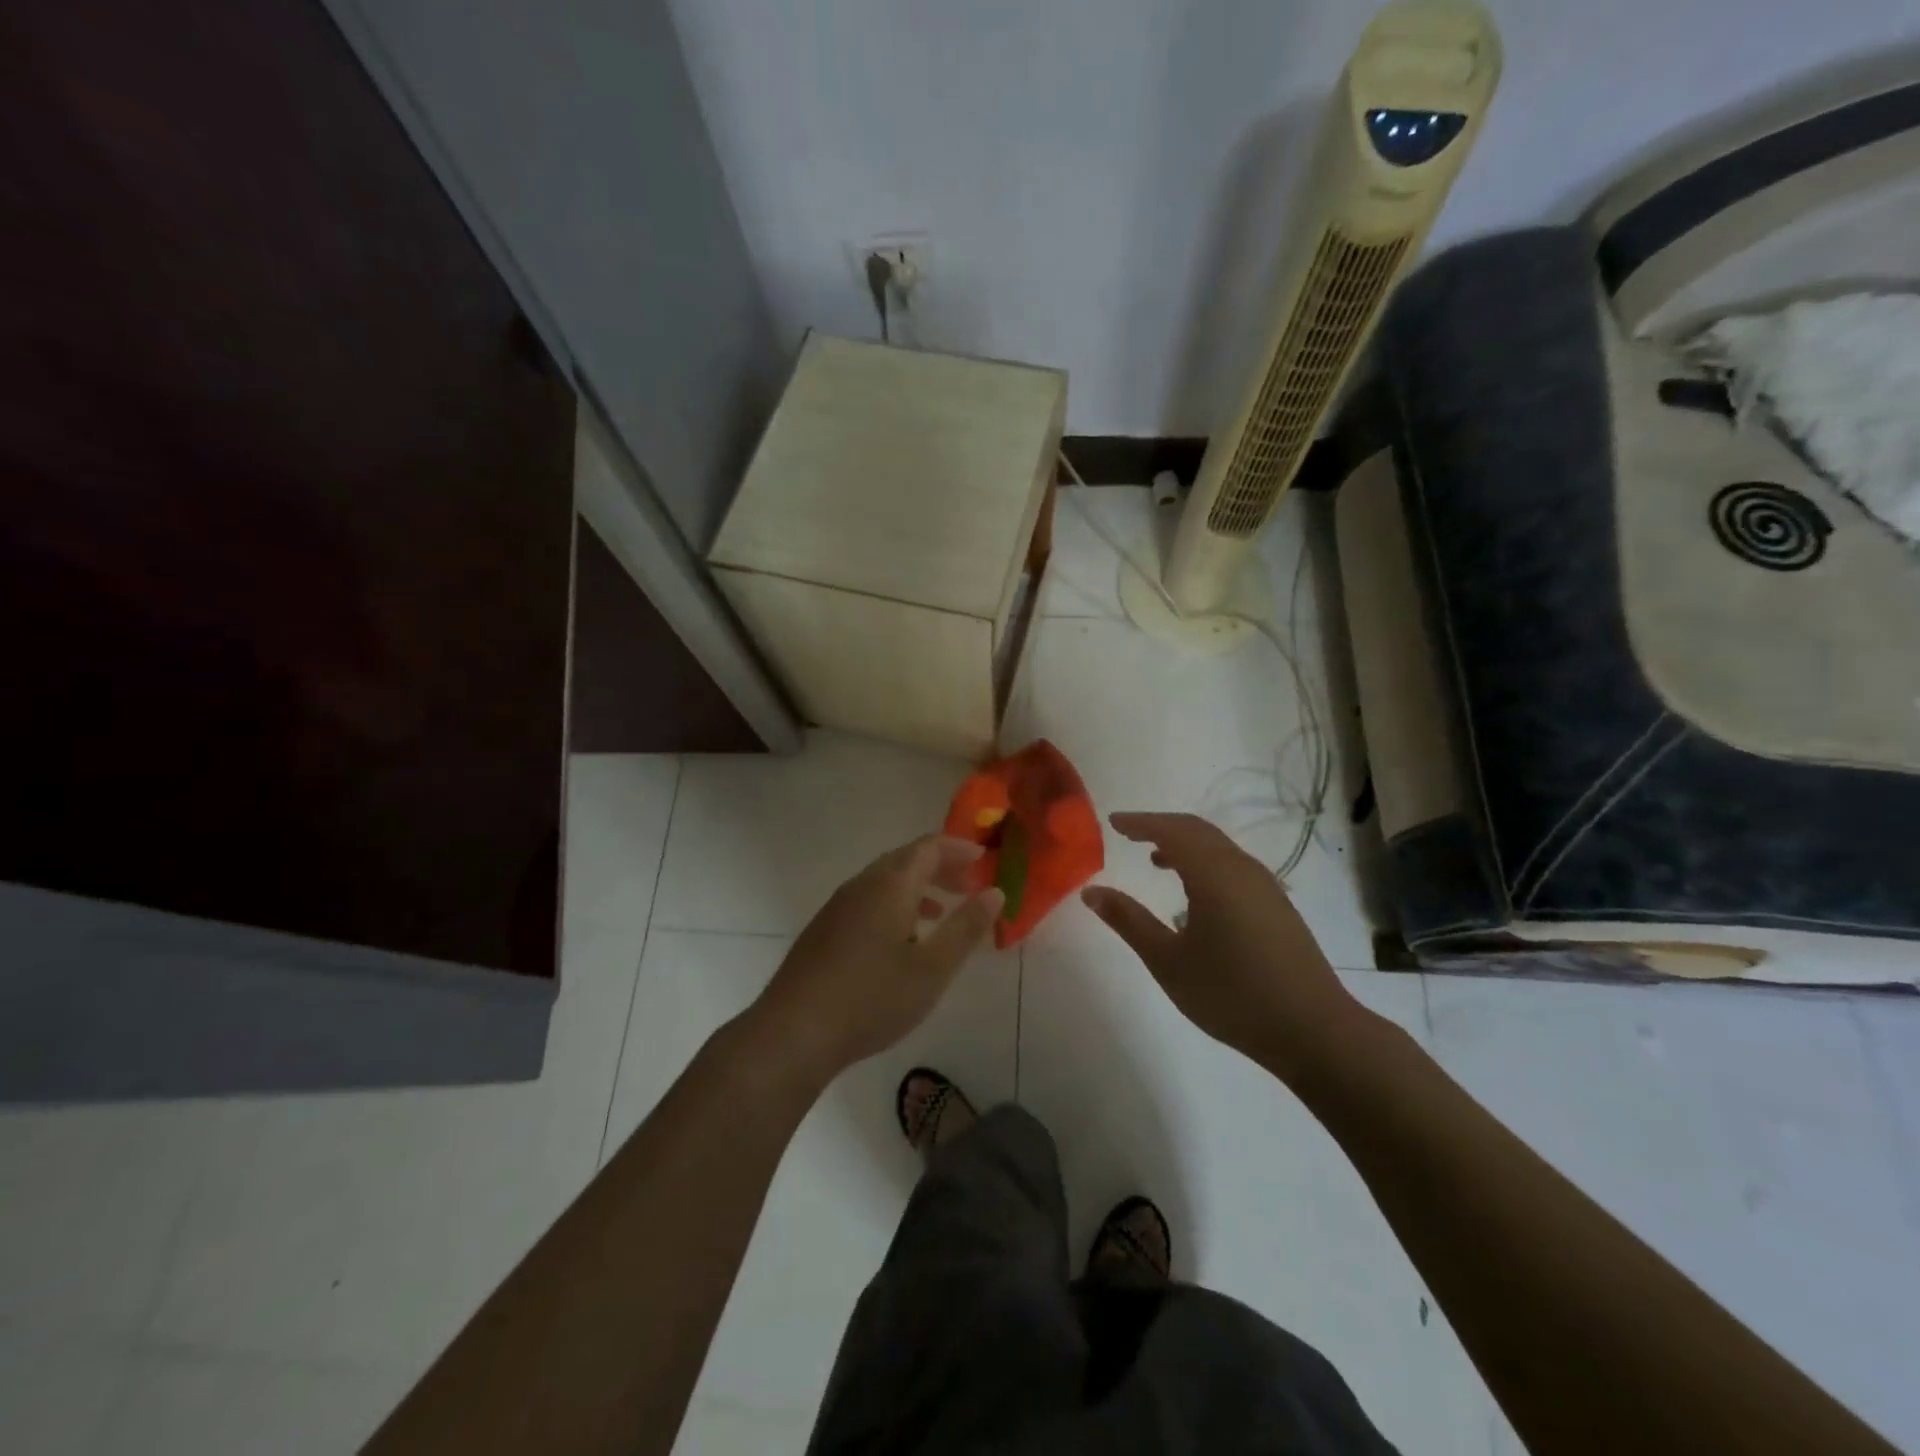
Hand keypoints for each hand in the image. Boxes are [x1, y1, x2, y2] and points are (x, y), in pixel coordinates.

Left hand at [748, 836, 1002, 1089]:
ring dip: (917, 887)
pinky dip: (894, 904)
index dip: (959, 849)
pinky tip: (900, 939)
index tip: (984, 859)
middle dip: (941, 867)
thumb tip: (995, 892)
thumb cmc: (872, 998)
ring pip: (884, 881)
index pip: (929, 847)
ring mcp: (837, 906)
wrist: (794, 1031)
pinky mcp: (824, 930)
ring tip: (941, 911)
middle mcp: (861, 885)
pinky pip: (867, 900)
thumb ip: (966, 927)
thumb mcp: (932, 968)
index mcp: (890, 885)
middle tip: (969, 885)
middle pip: (906, 860)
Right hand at [1082, 813, 1376, 1085]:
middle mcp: (1242, 869)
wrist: (1314, 1030)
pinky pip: (1233, 865)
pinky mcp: (1278, 906)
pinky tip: (1195, 893)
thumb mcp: (1168, 961)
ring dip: (1185, 845)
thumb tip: (1091, 892)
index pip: (1171, 830)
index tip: (1114, 822)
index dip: (1140, 822)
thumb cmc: (1232, 994)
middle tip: (1129, 833)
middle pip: (1197, 831)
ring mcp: (1265, 886)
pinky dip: (1205, 861)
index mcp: (1214, 874)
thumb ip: (1129, 921)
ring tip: (1156, 860)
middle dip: (1161, 827)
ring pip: (1218, 847)